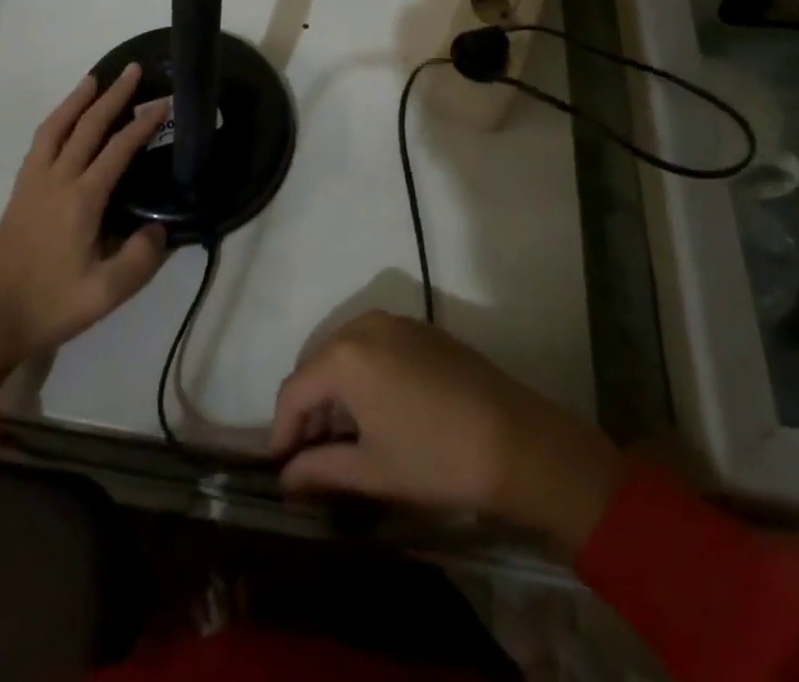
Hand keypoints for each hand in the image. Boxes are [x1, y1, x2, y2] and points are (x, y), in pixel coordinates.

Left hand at [0, 64, 170, 372]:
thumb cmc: (49, 306)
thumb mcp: (104, 294)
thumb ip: (139, 261)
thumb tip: (160, 228)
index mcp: (80, 200)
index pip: (117, 150)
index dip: (142, 124)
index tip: (163, 102)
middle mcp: (56, 180)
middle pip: (86, 126)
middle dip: (112, 96)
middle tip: (131, 69)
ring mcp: (33, 183)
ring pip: (56, 127)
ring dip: (77, 100)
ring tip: (94, 78)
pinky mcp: (20, 192)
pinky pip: (40, 142)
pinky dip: (56, 121)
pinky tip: (64, 121)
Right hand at [270, 312, 624, 549]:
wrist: (517, 441)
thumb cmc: (436, 458)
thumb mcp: (372, 471)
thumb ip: (320, 468)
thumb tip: (286, 477)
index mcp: (344, 356)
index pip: (294, 390)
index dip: (282, 430)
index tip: (281, 467)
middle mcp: (363, 325)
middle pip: (318, 365)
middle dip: (308, 407)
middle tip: (309, 453)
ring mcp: (395, 321)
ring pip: (345, 351)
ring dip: (335, 389)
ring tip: (341, 435)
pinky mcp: (421, 328)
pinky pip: (374, 345)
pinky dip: (363, 372)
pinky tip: (376, 408)